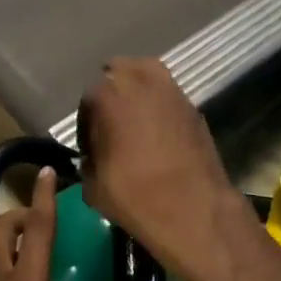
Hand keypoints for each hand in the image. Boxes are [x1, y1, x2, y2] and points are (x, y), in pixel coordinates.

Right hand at [78, 59, 254, 280]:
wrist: (194, 209)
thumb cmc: (136, 196)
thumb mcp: (94, 187)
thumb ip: (88, 163)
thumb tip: (92, 158)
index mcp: (109, 96)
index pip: (89, 98)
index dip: (86, 123)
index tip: (89, 146)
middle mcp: (141, 83)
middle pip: (120, 71)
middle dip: (112, 92)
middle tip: (110, 121)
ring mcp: (172, 92)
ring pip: (148, 73)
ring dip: (137, 89)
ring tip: (134, 117)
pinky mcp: (194, 108)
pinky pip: (169, 95)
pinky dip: (160, 104)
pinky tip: (158, 130)